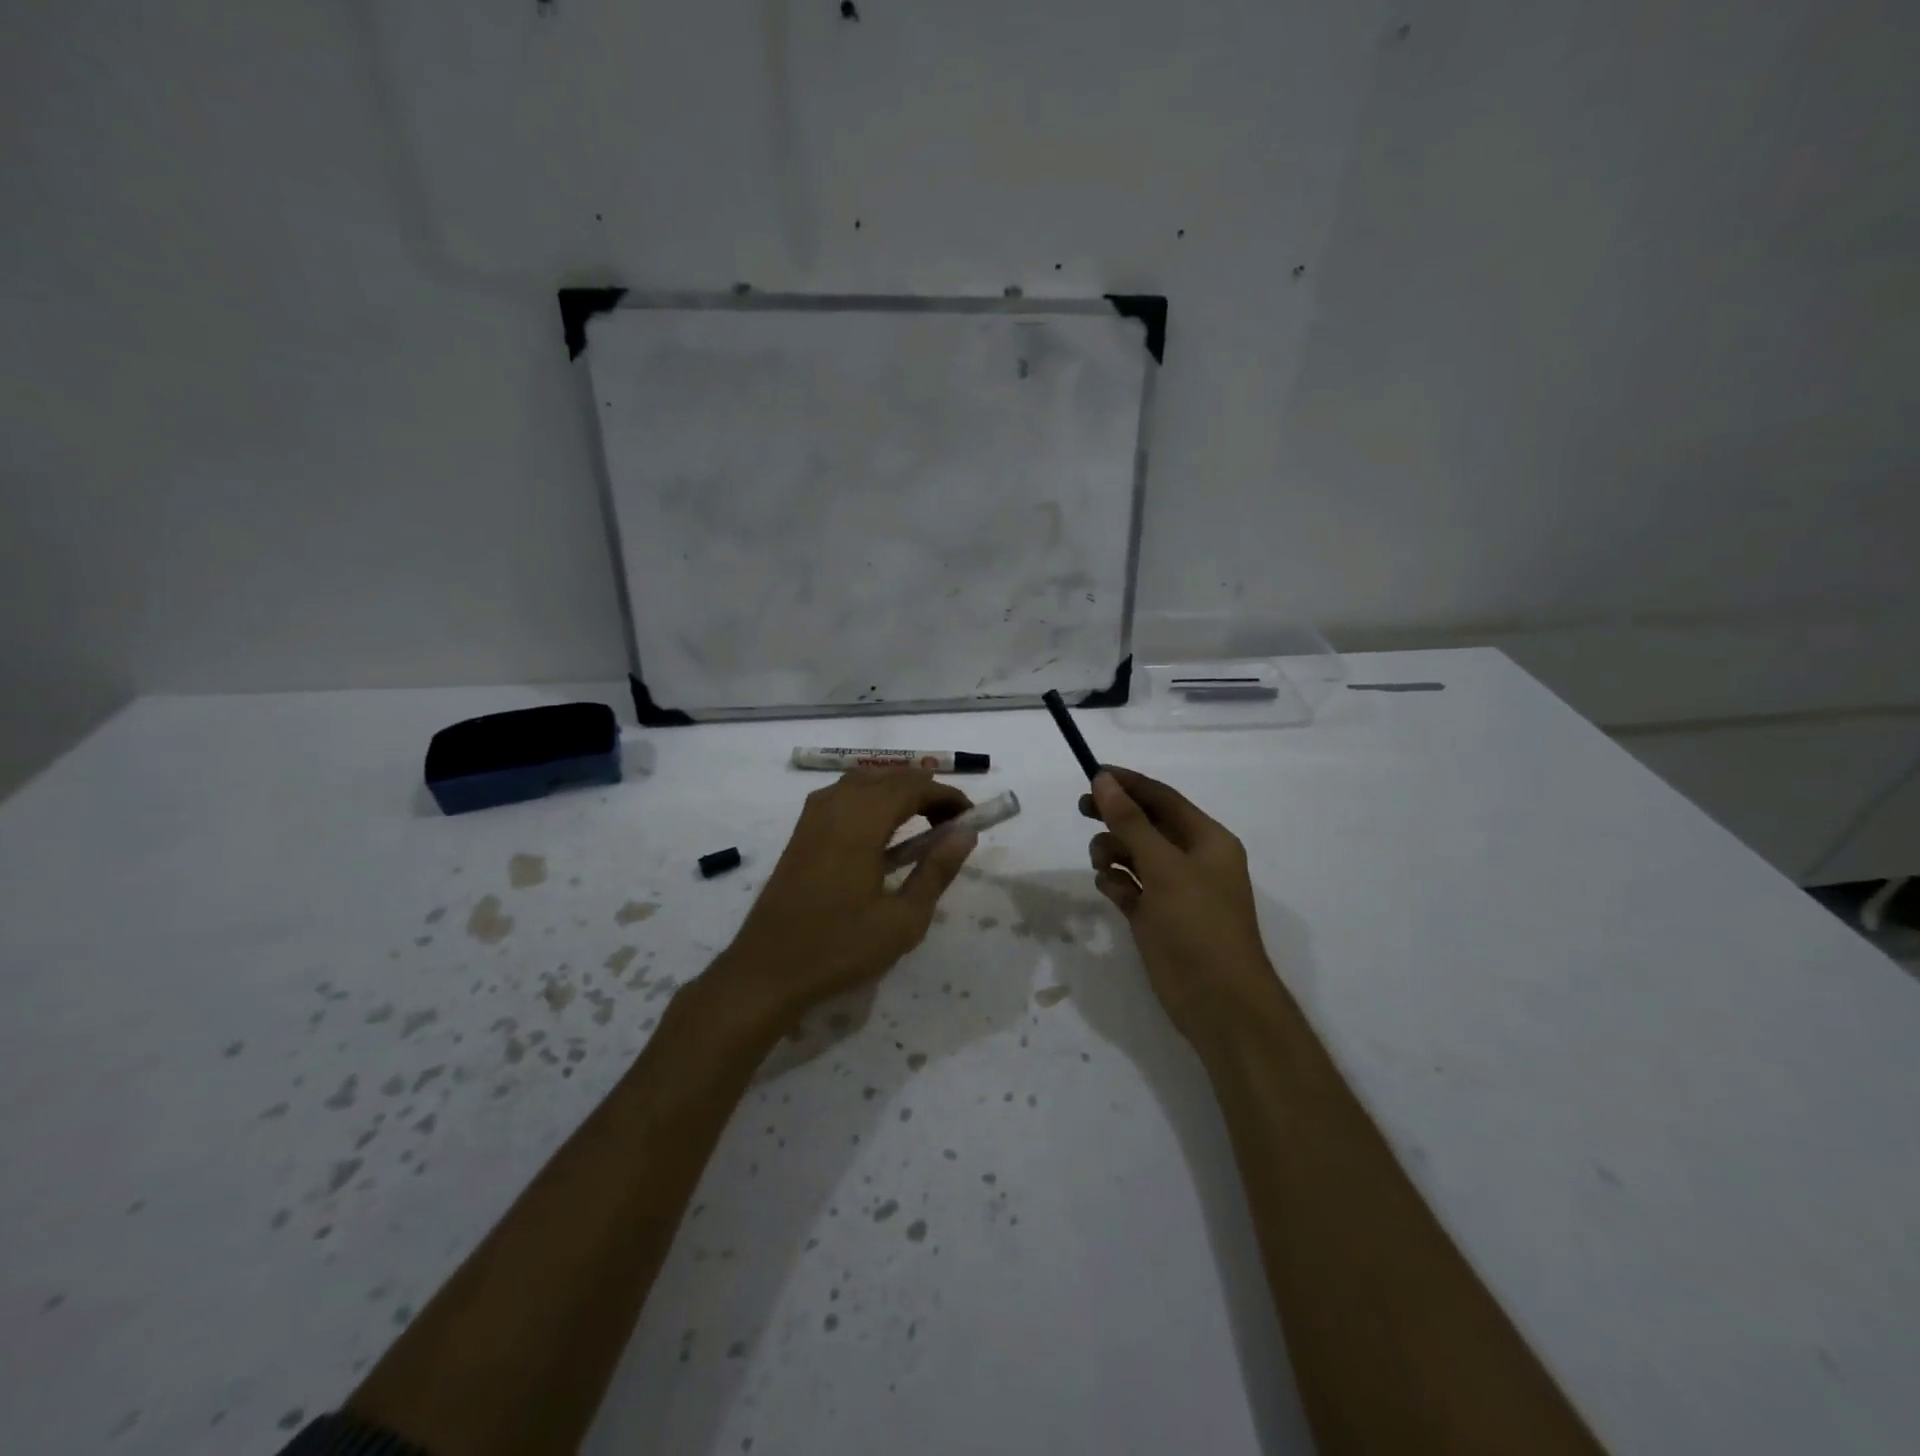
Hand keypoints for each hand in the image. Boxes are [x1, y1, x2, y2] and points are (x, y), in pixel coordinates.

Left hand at [715, 769, 977, 1024]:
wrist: (767, 970)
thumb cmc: (840, 948)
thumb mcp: (903, 919)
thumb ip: (937, 870)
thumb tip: (965, 833)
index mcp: (861, 822)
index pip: (914, 786)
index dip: (947, 796)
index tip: (971, 820)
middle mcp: (835, 806)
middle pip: (890, 777)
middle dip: (926, 792)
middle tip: (951, 826)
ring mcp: (813, 816)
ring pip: (864, 781)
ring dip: (897, 792)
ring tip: (921, 825)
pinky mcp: (801, 831)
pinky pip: (842, 795)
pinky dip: (871, 799)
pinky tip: (880, 833)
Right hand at [1082, 766, 1277, 1041]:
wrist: (1217, 999)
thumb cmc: (1198, 923)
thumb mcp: (1163, 865)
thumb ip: (1130, 821)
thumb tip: (1104, 780)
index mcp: (1207, 840)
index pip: (1163, 799)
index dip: (1129, 784)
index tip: (1093, 773)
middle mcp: (1191, 860)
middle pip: (1145, 824)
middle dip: (1115, 816)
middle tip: (1081, 809)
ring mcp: (1173, 890)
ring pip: (1133, 855)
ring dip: (1113, 852)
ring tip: (1101, 864)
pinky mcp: (1155, 916)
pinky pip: (1128, 886)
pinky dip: (1116, 883)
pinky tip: (1110, 890)